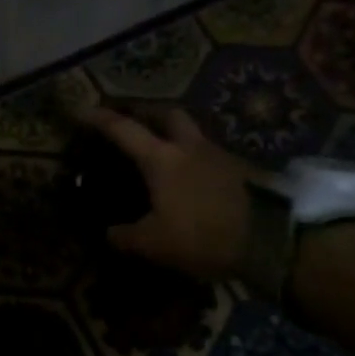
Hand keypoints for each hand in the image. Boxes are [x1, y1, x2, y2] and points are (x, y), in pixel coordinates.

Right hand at [82, 107, 253, 280]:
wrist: (271, 238)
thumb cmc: (203, 235)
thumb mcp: (155, 244)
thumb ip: (126, 236)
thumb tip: (109, 233)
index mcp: (162, 158)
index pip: (124, 130)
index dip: (100, 120)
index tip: (82, 111)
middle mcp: (190, 146)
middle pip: (167, 114)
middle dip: (147, 112)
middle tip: (134, 121)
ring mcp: (220, 154)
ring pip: (192, 132)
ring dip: (175, 135)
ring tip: (164, 152)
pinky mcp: (242, 169)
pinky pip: (210, 155)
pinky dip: (196, 159)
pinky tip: (192, 178)